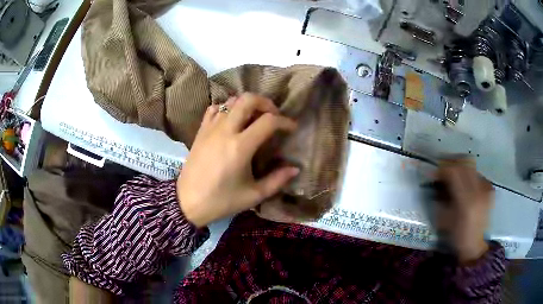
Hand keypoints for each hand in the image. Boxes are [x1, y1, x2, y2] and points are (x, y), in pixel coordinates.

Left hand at [177, 93, 298, 227]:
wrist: (187, 202)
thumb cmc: (221, 201)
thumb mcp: (253, 195)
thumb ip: (277, 180)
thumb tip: (295, 168)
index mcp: (240, 147)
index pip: (268, 121)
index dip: (284, 121)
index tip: (291, 128)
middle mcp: (225, 131)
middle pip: (247, 99)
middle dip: (265, 102)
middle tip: (273, 115)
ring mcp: (210, 128)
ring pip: (231, 101)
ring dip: (246, 105)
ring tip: (254, 118)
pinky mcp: (200, 131)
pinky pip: (214, 109)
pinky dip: (226, 109)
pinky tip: (231, 121)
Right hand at [435, 159, 493, 263]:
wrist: (474, 245)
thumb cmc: (456, 235)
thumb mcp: (444, 220)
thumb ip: (441, 198)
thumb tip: (436, 181)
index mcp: (466, 201)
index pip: (454, 172)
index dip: (443, 168)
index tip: (435, 172)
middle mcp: (478, 191)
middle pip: (464, 164)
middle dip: (452, 163)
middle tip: (443, 170)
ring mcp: (486, 189)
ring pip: (472, 167)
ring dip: (461, 168)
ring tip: (454, 175)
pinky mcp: (490, 189)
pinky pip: (478, 174)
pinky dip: (470, 175)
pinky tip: (466, 184)